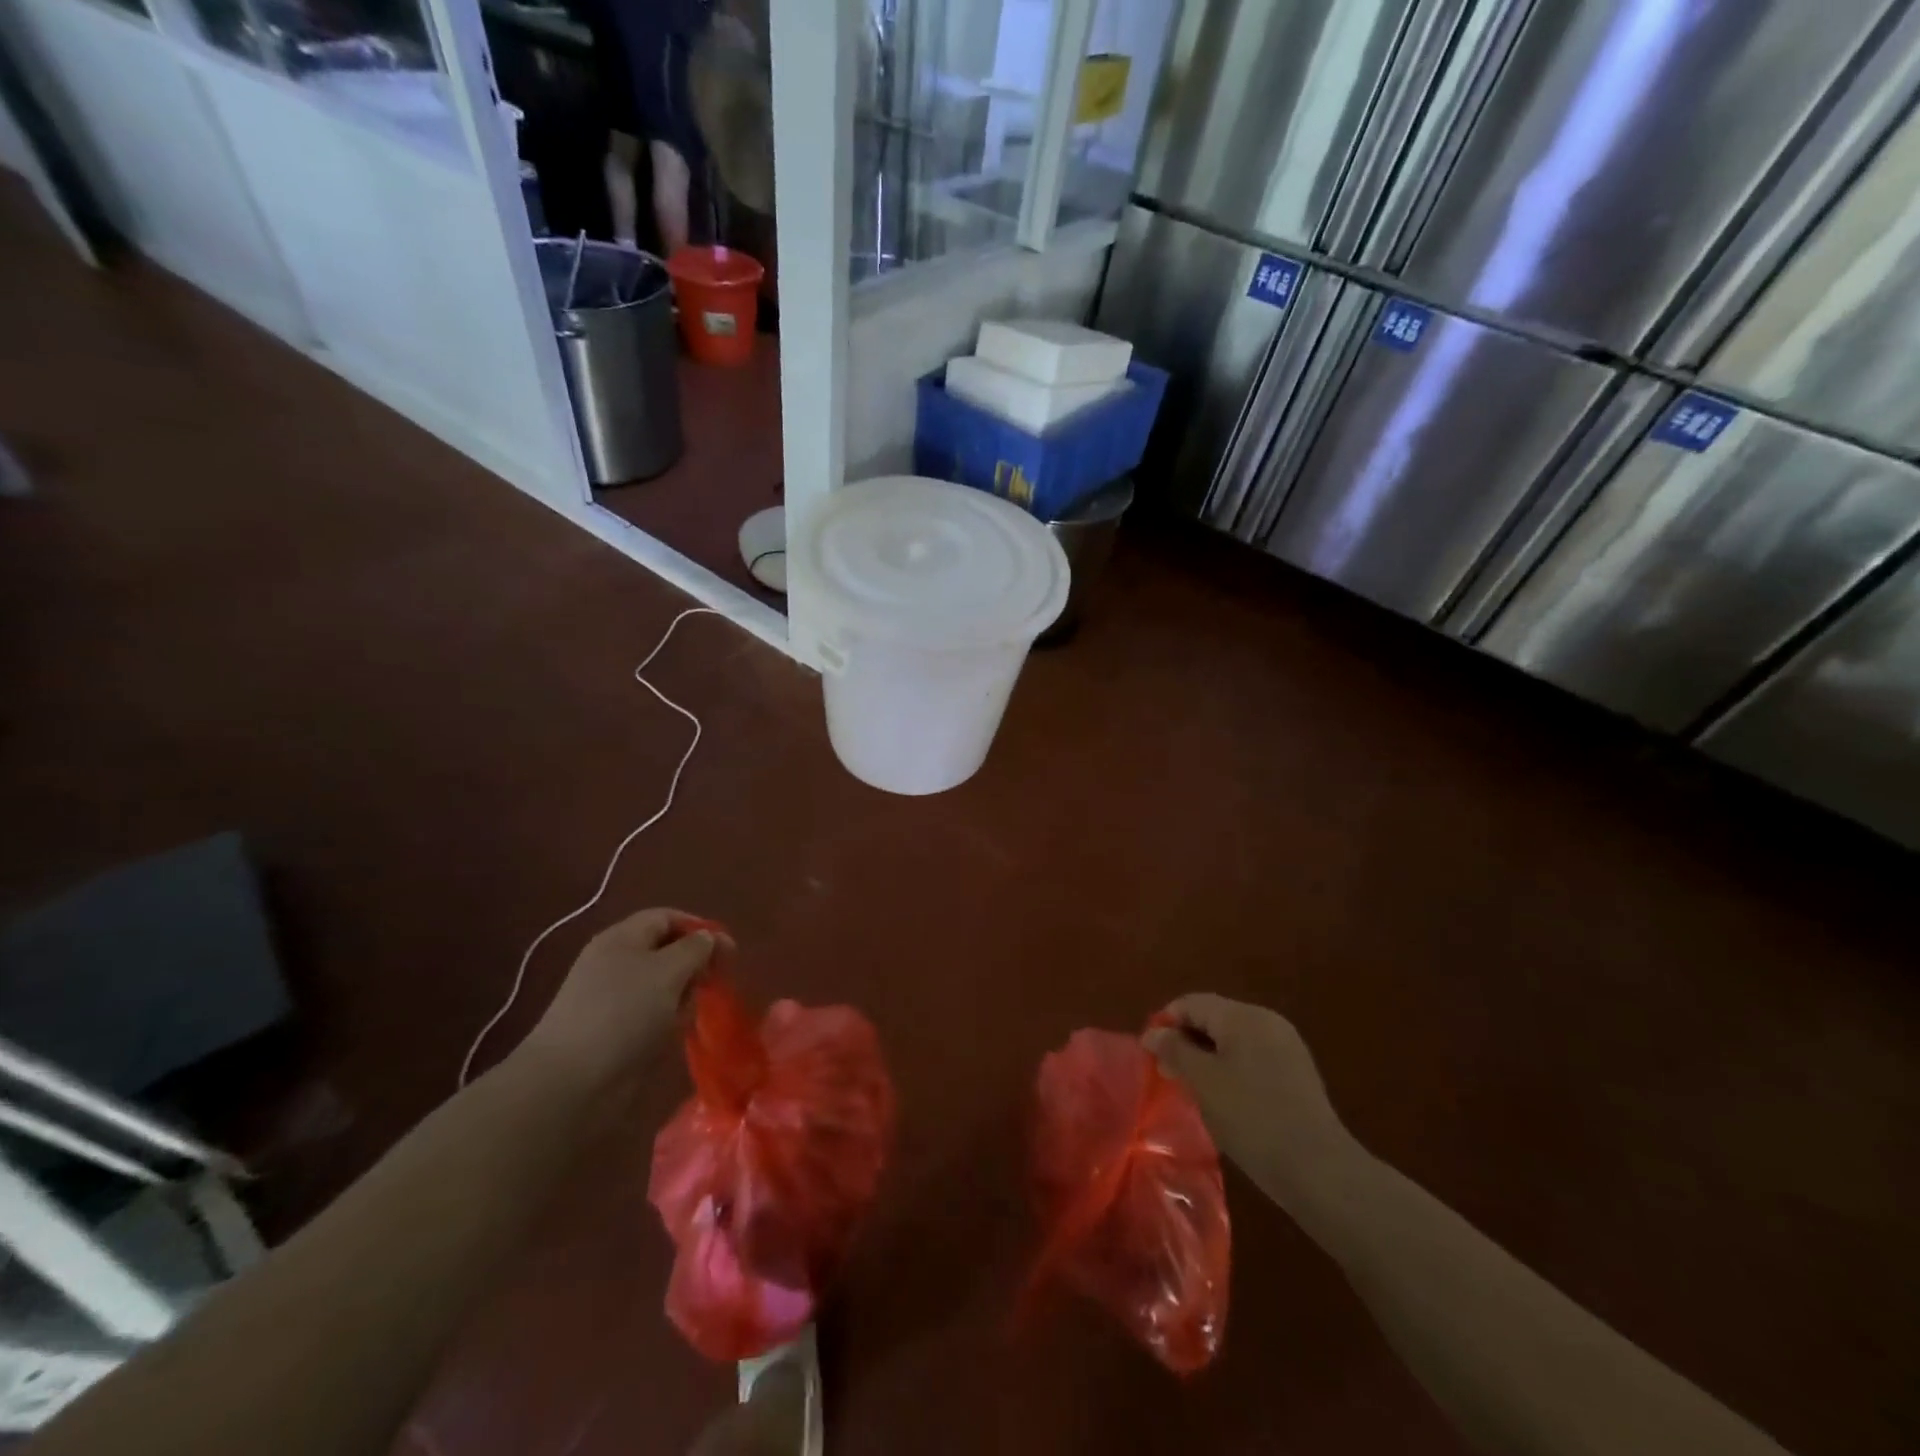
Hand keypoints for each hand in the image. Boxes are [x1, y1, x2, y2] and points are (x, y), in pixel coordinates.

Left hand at [520, 909, 732, 1088]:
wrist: (570, 1083)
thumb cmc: (624, 1013)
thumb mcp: (669, 971)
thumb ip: (695, 948)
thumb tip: (708, 938)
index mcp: (622, 938)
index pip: (667, 918)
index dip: (699, 928)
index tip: (727, 951)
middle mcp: (614, 962)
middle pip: (665, 951)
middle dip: (693, 964)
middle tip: (713, 983)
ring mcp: (610, 998)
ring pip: (661, 985)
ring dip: (681, 996)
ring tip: (688, 1014)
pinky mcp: (611, 1031)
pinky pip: (649, 1014)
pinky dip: (666, 1021)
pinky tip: (673, 1034)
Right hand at [1145, 994, 1353, 1207]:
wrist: (1318, 1169)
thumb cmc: (1252, 1117)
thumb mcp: (1203, 1081)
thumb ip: (1174, 1050)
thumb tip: (1153, 1032)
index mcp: (1243, 1015)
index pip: (1192, 1003)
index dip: (1165, 1023)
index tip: (1150, 1054)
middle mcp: (1266, 1021)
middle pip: (1213, 1018)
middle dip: (1186, 1041)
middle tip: (1167, 1075)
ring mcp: (1286, 1046)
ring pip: (1232, 1040)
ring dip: (1207, 1057)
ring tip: (1193, 1089)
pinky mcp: (1297, 1072)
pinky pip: (1252, 1057)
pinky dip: (1231, 1069)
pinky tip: (1225, 1100)